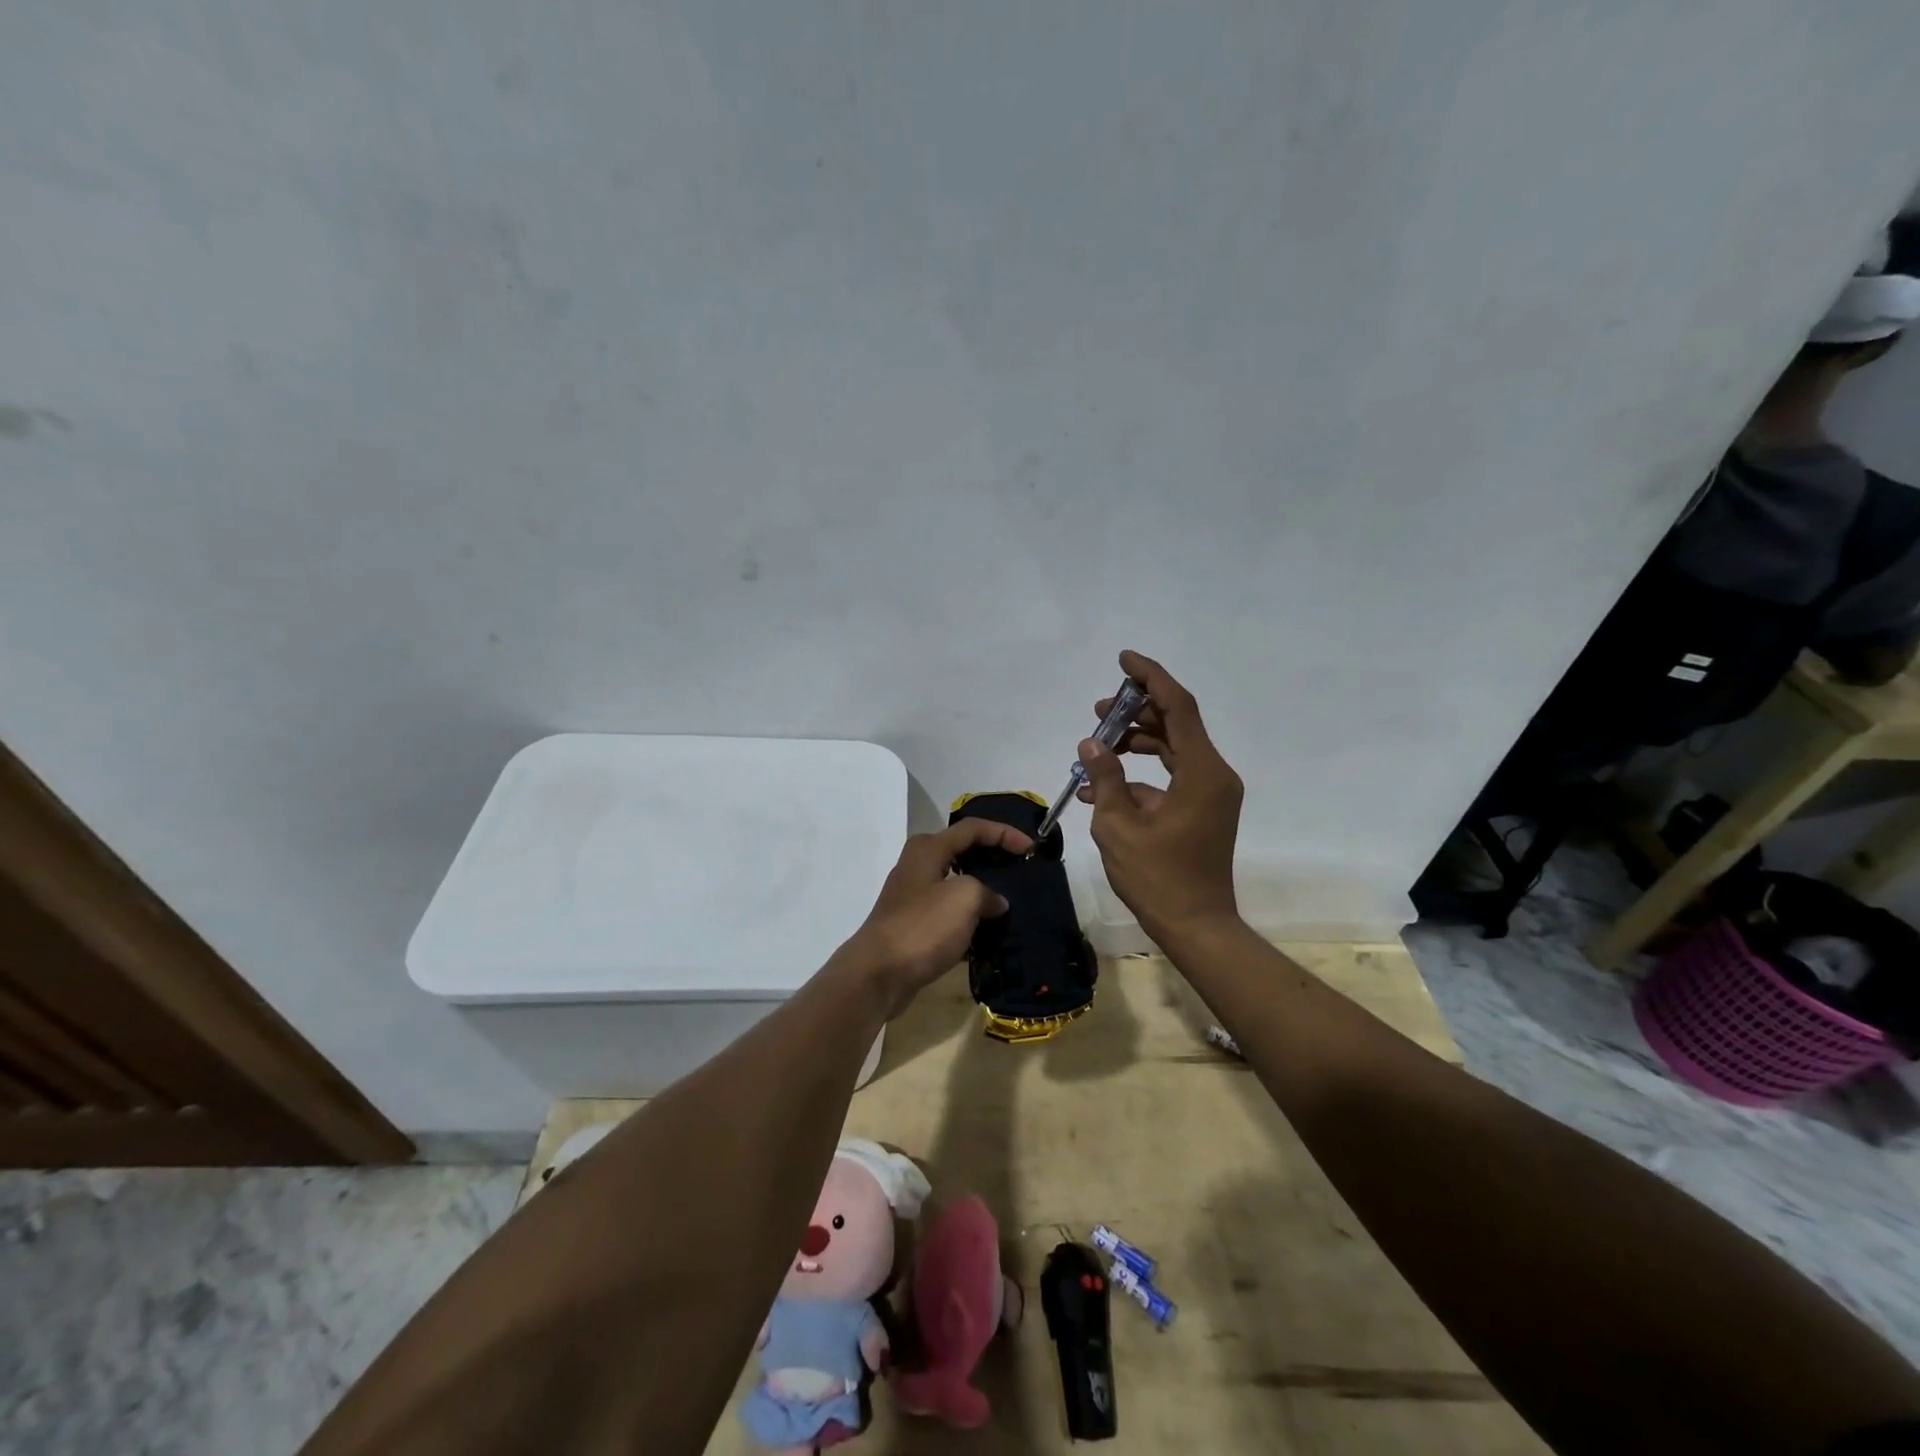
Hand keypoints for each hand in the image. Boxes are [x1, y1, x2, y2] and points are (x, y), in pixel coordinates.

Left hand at [839, 818, 1032, 1016]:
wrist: (879, 974)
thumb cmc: (923, 926)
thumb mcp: (965, 898)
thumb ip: (987, 891)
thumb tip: (995, 902)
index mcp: (928, 849)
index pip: (973, 828)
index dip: (1004, 833)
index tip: (1032, 849)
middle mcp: (918, 866)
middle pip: (962, 852)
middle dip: (993, 858)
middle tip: (1020, 870)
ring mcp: (914, 897)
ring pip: (956, 885)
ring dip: (983, 892)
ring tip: (1012, 903)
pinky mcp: (914, 926)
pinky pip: (949, 914)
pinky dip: (970, 920)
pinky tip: (990, 935)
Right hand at [1078, 649, 1243, 944]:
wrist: (1196, 926)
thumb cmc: (1158, 878)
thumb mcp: (1119, 827)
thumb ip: (1105, 778)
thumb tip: (1091, 744)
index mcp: (1202, 772)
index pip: (1178, 706)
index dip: (1151, 677)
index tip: (1123, 659)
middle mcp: (1214, 774)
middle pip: (1176, 724)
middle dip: (1136, 712)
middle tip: (1098, 711)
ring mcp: (1211, 793)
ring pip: (1172, 749)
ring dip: (1135, 743)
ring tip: (1096, 746)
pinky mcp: (1203, 809)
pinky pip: (1171, 777)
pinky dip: (1140, 775)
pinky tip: (1102, 787)